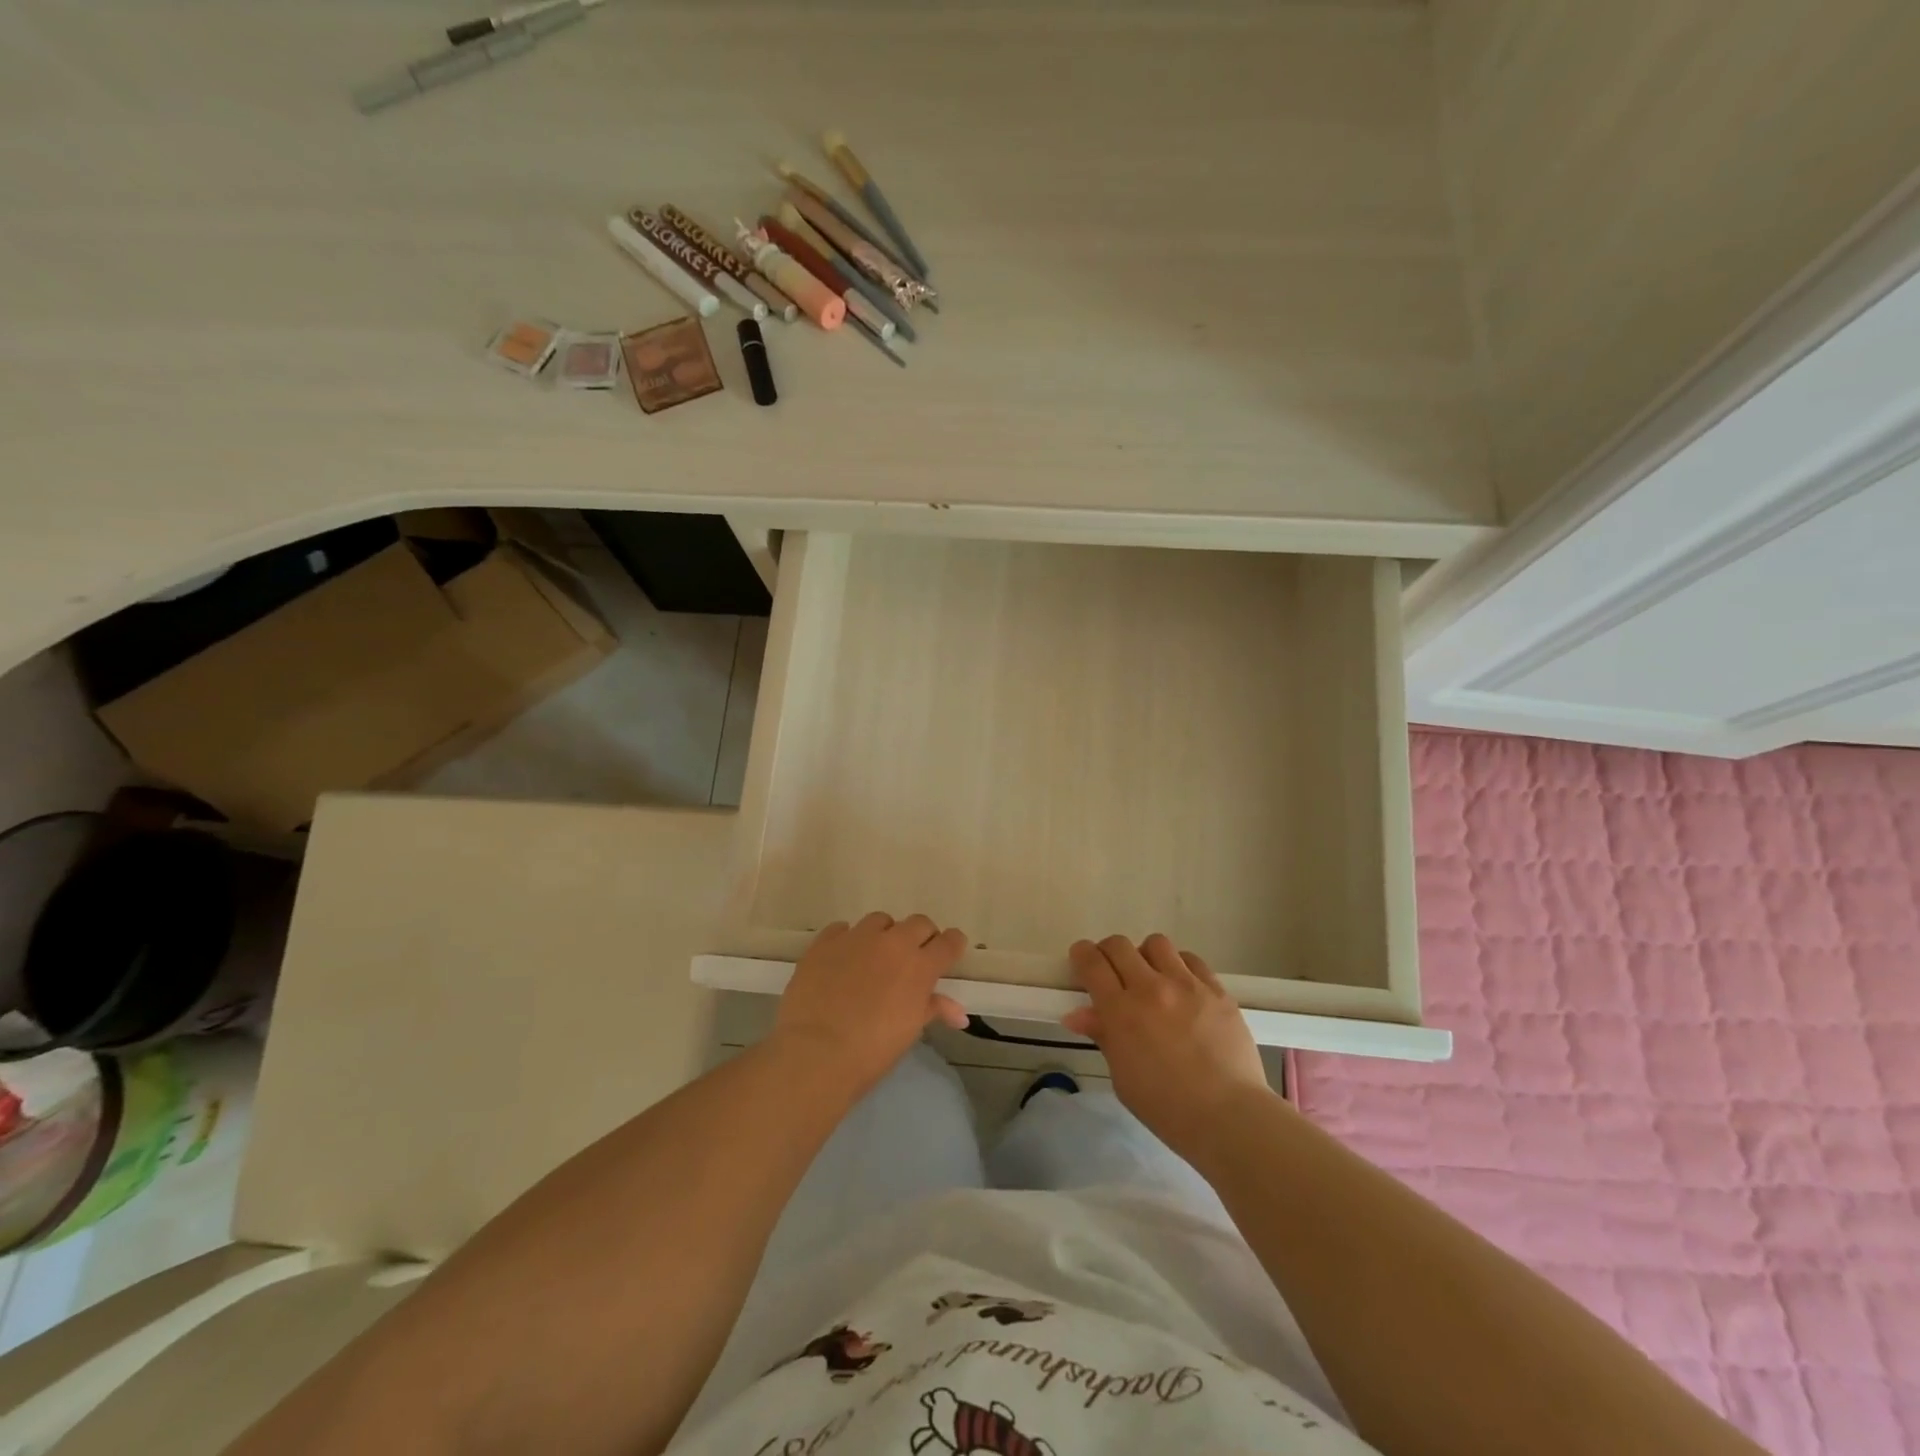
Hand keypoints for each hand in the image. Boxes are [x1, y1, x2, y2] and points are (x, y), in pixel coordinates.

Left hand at [773, 912, 969, 1094]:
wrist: (816, 1053)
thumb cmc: (871, 1051)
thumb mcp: (909, 1031)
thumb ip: (933, 1010)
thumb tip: (959, 1013)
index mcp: (919, 967)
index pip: (949, 942)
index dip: (952, 945)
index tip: (948, 954)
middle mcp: (892, 943)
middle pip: (918, 923)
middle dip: (921, 937)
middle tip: (912, 959)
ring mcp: (857, 938)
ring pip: (880, 921)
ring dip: (884, 935)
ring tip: (874, 958)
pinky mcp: (825, 942)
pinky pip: (842, 929)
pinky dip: (847, 940)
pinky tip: (841, 960)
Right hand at [1062, 934, 1272, 1151]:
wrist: (1229, 1116)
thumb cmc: (1166, 1107)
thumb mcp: (1123, 1076)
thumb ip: (1103, 1036)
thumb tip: (1077, 1014)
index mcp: (1121, 1012)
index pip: (1092, 963)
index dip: (1081, 955)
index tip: (1082, 961)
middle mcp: (1151, 988)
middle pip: (1119, 945)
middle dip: (1108, 953)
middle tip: (1112, 972)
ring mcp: (1187, 985)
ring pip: (1156, 944)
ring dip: (1146, 956)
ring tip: (1152, 977)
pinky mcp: (1217, 990)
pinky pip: (1191, 960)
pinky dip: (1180, 967)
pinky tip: (1183, 988)